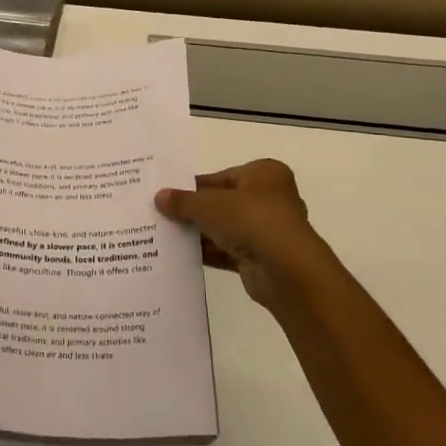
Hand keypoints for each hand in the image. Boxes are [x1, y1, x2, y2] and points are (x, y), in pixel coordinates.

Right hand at [155, 159, 321, 313]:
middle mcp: (269, 198)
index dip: (192, 186)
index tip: (166, 195)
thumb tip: (160, 197)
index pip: (220, 177)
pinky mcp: (261, 258)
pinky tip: (179, 255)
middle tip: (161, 214)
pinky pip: (228, 251)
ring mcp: (266, 230)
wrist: (286, 271)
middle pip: (222, 203)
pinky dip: (207, 252)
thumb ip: (183, 201)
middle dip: (194, 211)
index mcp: (264, 174)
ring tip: (164, 235)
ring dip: (198, 233)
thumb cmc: (251, 220)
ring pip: (224, 228)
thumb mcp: (208, 205)